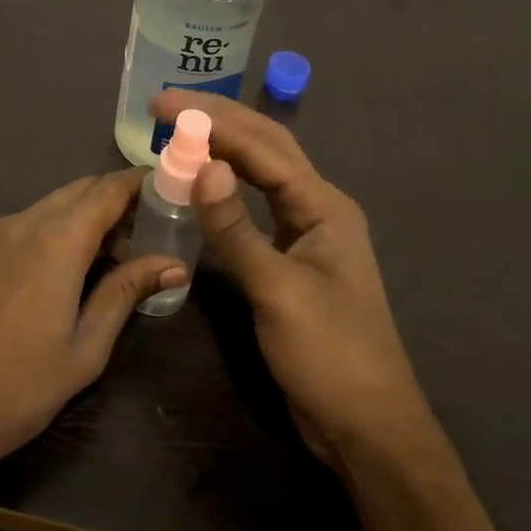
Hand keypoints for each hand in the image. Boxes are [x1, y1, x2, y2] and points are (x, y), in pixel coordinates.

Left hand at [0, 170, 185, 497]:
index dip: (139, 183)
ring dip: (79, 218)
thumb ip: (126, 292)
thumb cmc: (19, 388)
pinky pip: (16, 227)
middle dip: (113, 200)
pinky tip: (50, 273)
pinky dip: (46, 233)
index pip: (107, 190)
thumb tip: (174, 264)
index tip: (166, 188)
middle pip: (78, 191)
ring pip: (46, 208)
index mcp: (57, 242)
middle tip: (142, 231)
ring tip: (102, 257)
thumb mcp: (85, 347)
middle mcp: (21, 224)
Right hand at [150, 91, 431, 468]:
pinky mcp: (291, 259)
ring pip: (261, 175)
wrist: (365, 425)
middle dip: (219, 121)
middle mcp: (318, 208)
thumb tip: (204, 166)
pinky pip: (255, 208)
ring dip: (223, 149)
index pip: (262, 147)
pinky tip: (203, 184)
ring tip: (180, 132)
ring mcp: (306, 234)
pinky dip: (226, 189)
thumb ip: (236, 228)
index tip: (165, 104)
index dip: (213, 120)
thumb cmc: (329, 355)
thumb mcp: (277, 290)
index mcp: (324, 206)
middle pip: (266, 149)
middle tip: (166, 106)